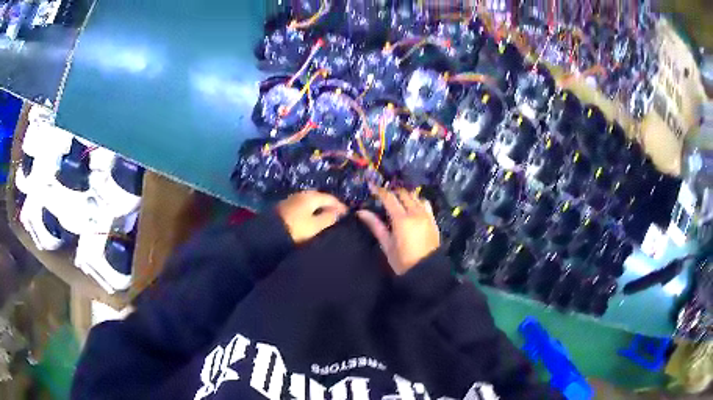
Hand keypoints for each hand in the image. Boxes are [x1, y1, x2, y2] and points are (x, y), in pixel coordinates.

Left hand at [277, 191, 347, 243]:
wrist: (267, 235)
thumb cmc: (295, 230)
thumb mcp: (315, 226)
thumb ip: (329, 218)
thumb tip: (338, 212)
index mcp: (311, 197)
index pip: (330, 198)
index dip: (340, 206)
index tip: (348, 215)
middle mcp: (301, 195)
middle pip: (320, 198)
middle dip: (330, 206)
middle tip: (338, 217)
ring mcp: (291, 200)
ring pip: (310, 203)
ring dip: (319, 209)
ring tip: (326, 219)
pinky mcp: (285, 208)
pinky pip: (303, 208)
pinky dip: (310, 212)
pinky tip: (312, 220)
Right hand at [357, 186, 439, 274]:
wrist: (426, 270)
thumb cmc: (403, 261)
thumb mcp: (386, 245)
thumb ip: (375, 226)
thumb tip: (361, 212)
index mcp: (401, 219)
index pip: (389, 198)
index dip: (379, 191)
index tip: (371, 187)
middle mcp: (415, 213)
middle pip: (403, 194)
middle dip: (392, 192)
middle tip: (383, 195)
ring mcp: (426, 215)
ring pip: (415, 196)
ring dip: (405, 195)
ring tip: (397, 199)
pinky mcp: (433, 220)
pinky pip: (425, 203)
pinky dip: (417, 200)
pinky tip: (412, 206)